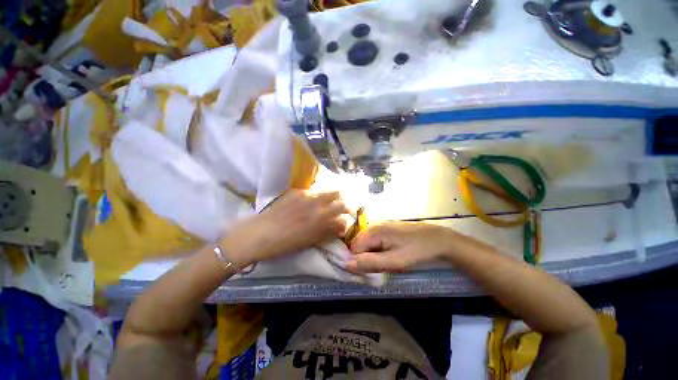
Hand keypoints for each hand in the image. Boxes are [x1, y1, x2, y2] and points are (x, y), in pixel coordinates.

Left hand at [221, 190, 349, 266]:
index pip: (343, 209)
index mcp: (321, 217)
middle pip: (337, 193)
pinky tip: (307, 204)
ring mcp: (305, 195)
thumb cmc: (285, 244)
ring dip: (329, 197)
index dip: (347, 212)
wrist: (258, 234)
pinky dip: (314, 197)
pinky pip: (311, 192)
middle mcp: (316, 202)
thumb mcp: (310, 240)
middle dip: (341, 200)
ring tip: (325, 204)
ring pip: (325, 190)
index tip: (346, 217)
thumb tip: (341, 226)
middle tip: (339, 208)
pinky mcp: (295, 192)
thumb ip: (328, 231)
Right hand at [347, 222, 454, 272]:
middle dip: (365, 258)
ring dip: (372, 255)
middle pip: (359, 245)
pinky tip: (390, 255)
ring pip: (367, 244)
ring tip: (386, 263)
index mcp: (373, 232)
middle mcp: (374, 226)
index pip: (353, 248)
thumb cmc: (416, 251)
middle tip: (380, 269)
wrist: (439, 240)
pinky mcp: (387, 229)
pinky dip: (378, 250)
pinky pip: (375, 241)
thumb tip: (346, 264)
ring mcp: (381, 226)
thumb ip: (369, 262)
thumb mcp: (394, 261)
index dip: (358, 261)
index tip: (370, 272)